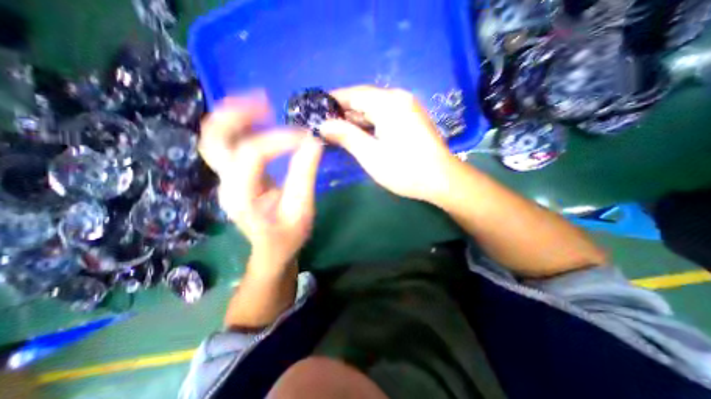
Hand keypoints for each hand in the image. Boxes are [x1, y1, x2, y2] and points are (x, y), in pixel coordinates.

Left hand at [198, 92, 324, 277]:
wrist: (271, 250)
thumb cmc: (287, 236)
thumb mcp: (302, 210)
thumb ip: (305, 176)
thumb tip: (314, 142)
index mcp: (242, 197)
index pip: (253, 154)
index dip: (280, 139)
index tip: (306, 136)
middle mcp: (226, 184)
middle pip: (214, 139)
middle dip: (236, 114)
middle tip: (265, 101)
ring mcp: (227, 179)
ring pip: (215, 138)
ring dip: (235, 116)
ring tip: (262, 103)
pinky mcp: (235, 176)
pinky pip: (230, 145)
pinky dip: (242, 126)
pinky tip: (262, 120)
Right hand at [319, 84, 457, 201]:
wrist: (441, 180)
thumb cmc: (404, 169)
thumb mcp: (370, 155)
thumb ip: (346, 136)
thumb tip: (324, 124)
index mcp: (388, 102)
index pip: (353, 94)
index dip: (333, 101)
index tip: (316, 110)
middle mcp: (398, 98)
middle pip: (363, 100)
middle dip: (343, 112)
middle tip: (324, 125)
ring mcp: (407, 108)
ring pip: (374, 109)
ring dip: (356, 120)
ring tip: (338, 132)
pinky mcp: (411, 119)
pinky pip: (384, 116)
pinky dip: (370, 124)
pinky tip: (360, 134)